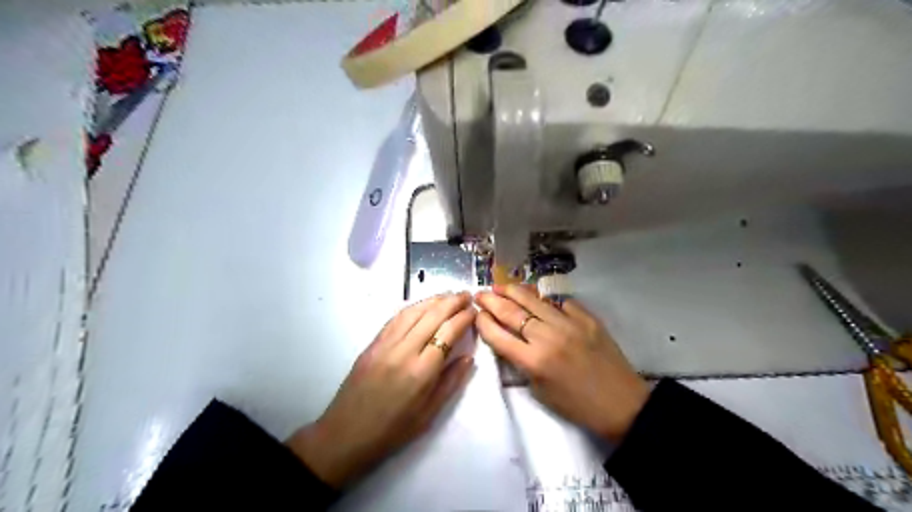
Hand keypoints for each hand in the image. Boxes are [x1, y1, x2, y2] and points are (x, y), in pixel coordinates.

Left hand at [287, 291, 474, 486]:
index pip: (448, 332)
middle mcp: (404, 351)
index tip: (475, 311)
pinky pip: (396, 318)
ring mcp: (385, 345)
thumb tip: (469, 357)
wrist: (346, 435)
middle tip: (467, 295)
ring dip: (433, 300)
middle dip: (452, 302)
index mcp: (422, 372)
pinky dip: (413, 308)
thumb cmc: (392, 431)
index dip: (464, 318)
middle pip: (432, 316)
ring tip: (449, 295)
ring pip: (413, 312)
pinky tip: (422, 305)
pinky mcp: (372, 344)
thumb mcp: (429, 414)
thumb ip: (451, 383)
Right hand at [479, 285, 646, 442]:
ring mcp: (568, 323)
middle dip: (491, 300)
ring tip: (501, 286)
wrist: (621, 403)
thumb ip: (520, 363)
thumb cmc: (576, 405)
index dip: (483, 321)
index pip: (497, 334)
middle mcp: (547, 337)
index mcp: (533, 361)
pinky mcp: (586, 317)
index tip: (476, 314)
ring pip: (533, 299)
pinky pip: (560, 302)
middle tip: (480, 294)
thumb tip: (508, 339)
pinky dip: (544, 299)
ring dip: (513, 290)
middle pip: (511, 311)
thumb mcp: (539, 391)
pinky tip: (537, 298)